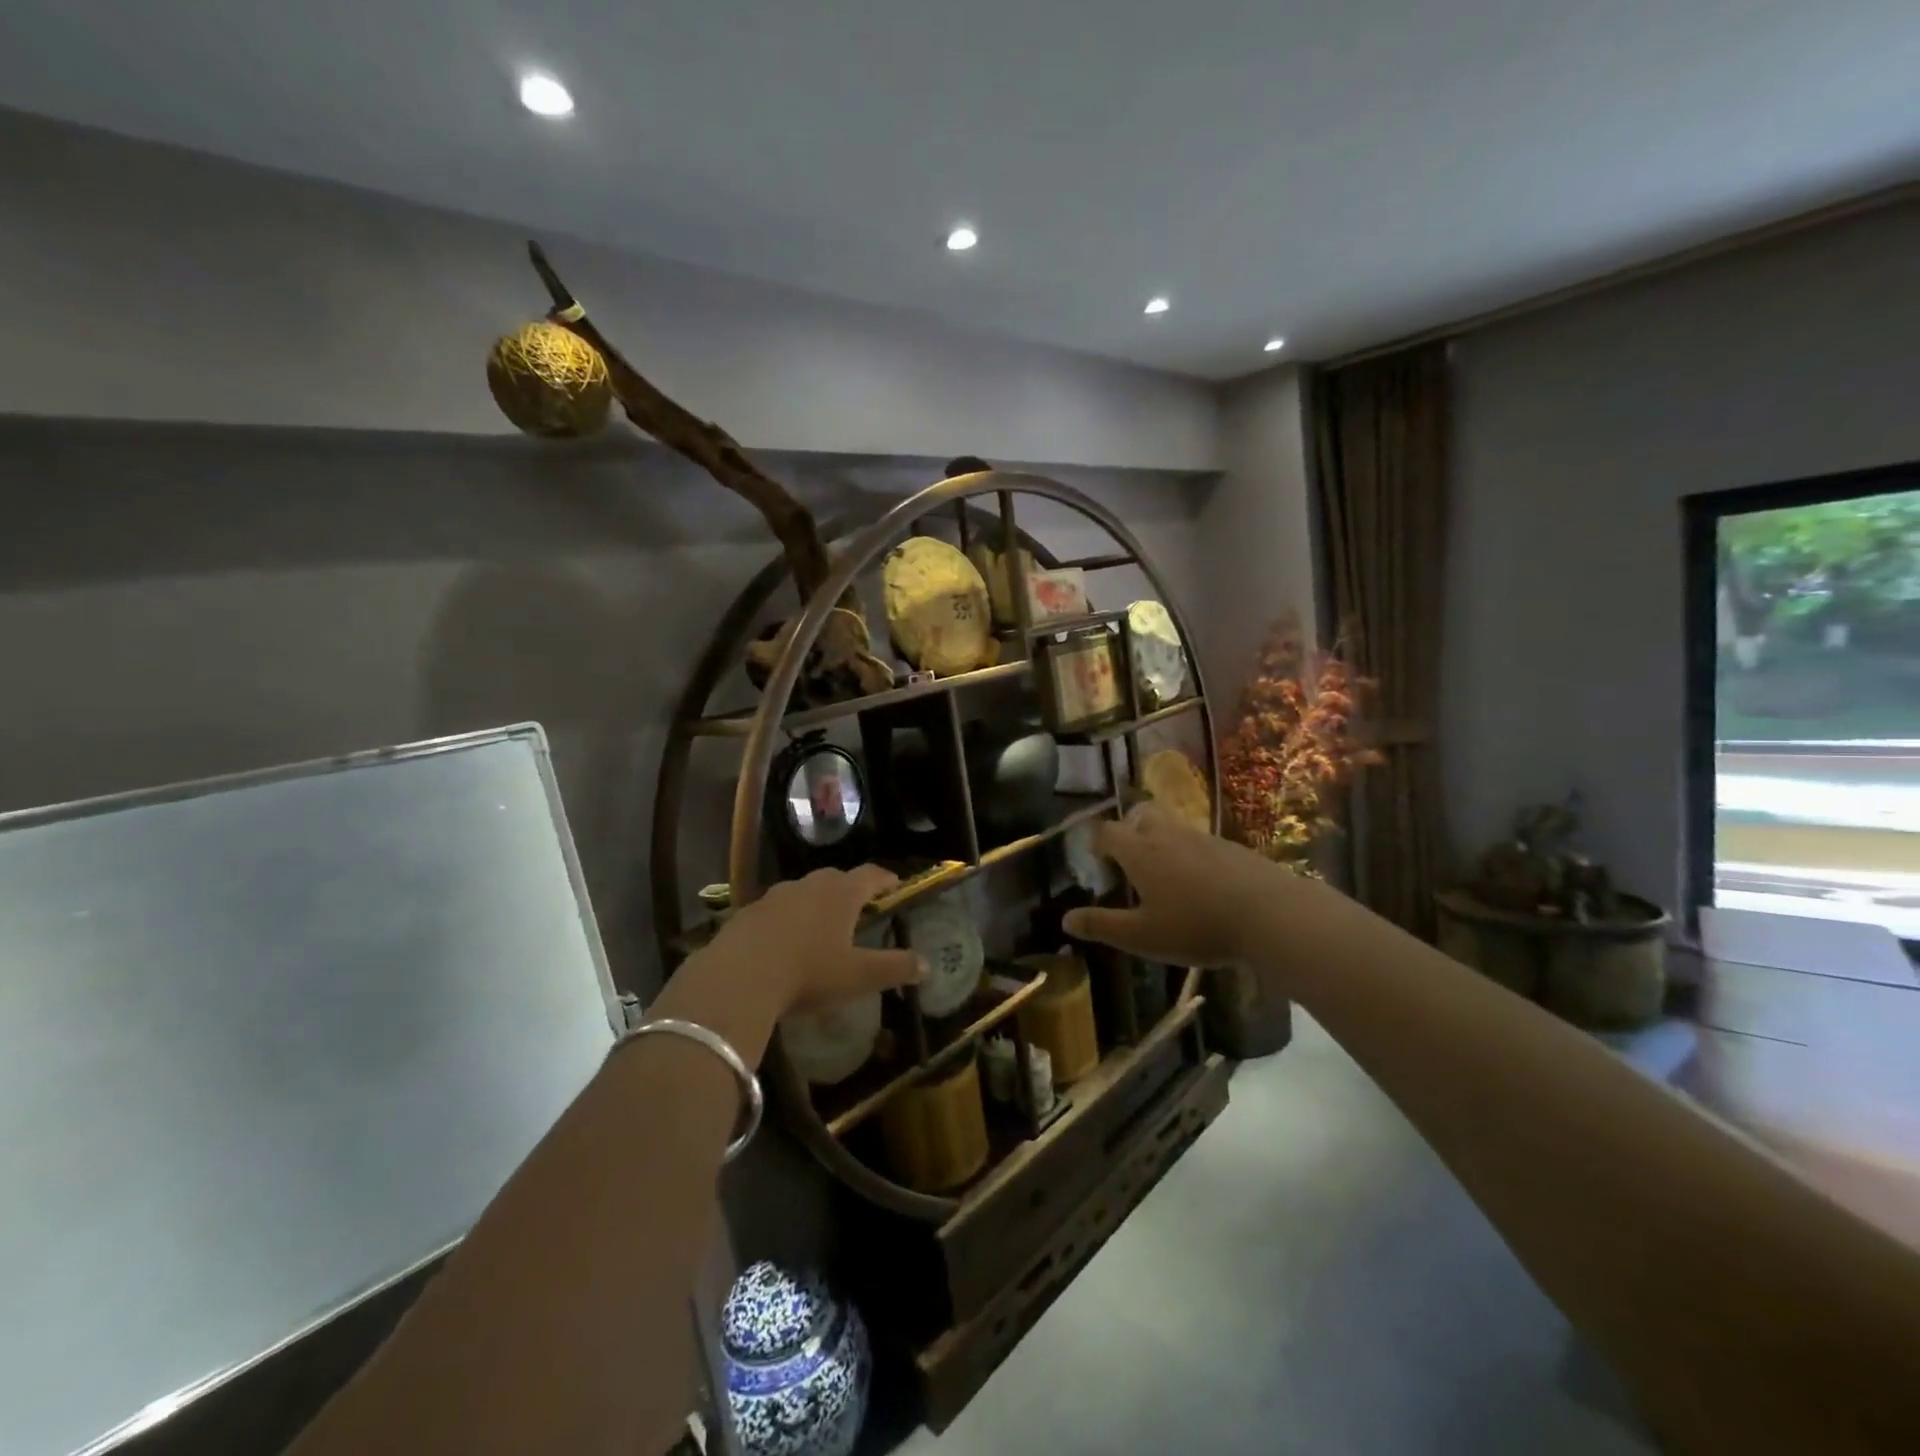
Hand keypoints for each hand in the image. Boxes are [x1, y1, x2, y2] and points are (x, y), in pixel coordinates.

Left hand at [707, 865, 924, 1017]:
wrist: (738, 978)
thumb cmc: (808, 973)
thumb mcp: (857, 976)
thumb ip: (893, 968)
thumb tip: (925, 964)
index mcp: (841, 894)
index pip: (870, 875)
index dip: (885, 879)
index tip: (894, 885)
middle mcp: (808, 885)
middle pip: (835, 878)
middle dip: (849, 889)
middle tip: (858, 907)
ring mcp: (774, 896)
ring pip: (802, 891)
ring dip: (815, 902)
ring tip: (820, 925)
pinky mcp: (747, 912)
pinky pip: (775, 909)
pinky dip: (786, 919)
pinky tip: (783, 942)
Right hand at [1062, 803, 1313, 966]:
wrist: (1269, 914)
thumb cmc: (1196, 926)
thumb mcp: (1142, 936)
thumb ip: (1102, 926)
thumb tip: (1065, 919)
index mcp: (1140, 852)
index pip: (1108, 832)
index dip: (1097, 842)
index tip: (1097, 861)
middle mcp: (1168, 835)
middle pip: (1142, 816)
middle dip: (1130, 830)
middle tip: (1130, 860)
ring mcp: (1203, 838)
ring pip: (1172, 827)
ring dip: (1161, 842)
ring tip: (1165, 876)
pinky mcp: (1232, 848)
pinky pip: (1200, 842)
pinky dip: (1191, 854)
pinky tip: (1202, 885)